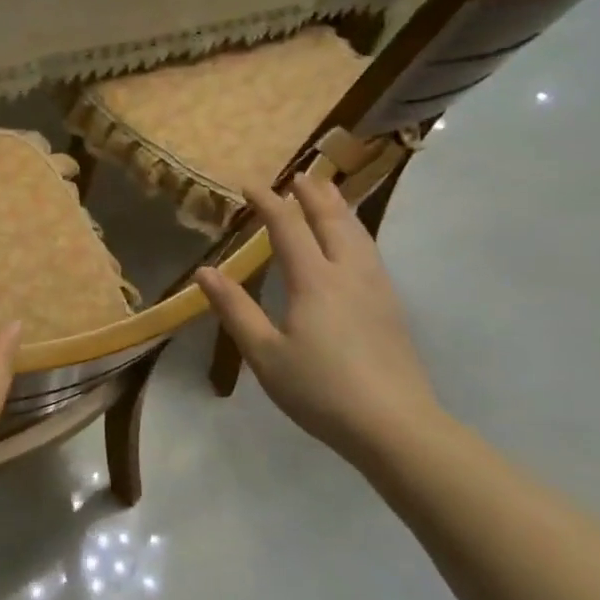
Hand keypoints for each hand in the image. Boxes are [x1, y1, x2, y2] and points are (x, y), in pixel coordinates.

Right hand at [195, 174, 445, 459]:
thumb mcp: (265, 354)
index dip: (268, 203)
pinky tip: (355, 240)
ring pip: (358, 232)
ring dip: (339, 206)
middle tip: (299, 174)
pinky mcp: (392, 306)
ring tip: (329, 191)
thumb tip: (205, 271)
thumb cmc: (320, 390)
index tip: (250, 184)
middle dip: (312, 194)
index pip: (287, 227)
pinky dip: (356, 230)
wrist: (395, 425)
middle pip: (331, 220)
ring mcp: (376, 288)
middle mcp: (348, 273)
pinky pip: (370, 250)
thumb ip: (235, 309)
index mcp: (314, 281)